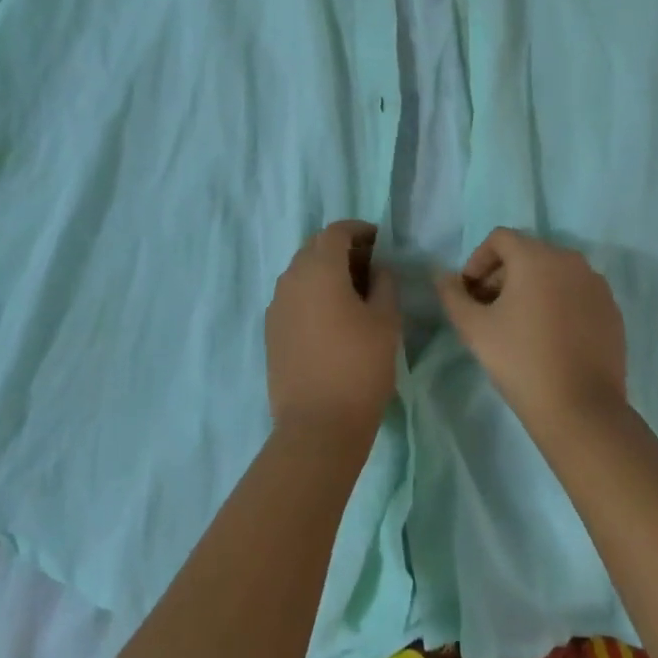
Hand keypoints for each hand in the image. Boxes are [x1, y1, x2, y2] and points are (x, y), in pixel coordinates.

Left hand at [265, 221, 399, 442]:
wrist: (317, 427)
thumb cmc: (359, 367)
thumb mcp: (386, 320)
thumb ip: (384, 283)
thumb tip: (378, 268)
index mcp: (319, 268)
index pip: (336, 231)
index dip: (360, 231)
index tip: (381, 242)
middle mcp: (291, 278)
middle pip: (316, 248)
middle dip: (342, 250)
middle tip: (370, 268)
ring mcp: (277, 305)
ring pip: (302, 272)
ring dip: (326, 272)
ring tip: (354, 294)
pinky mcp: (271, 330)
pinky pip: (293, 297)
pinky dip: (312, 294)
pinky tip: (332, 319)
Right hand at [437, 228, 626, 438]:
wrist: (581, 411)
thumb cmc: (521, 361)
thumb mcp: (474, 329)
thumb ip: (453, 295)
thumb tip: (442, 276)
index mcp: (536, 256)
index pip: (500, 239)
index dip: (478, 260)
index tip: (469, 293)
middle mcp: (570, 260)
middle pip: (527, 254)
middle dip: (502, 275)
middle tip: (488, 310)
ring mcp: (596, 285)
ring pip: (554, 273)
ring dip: (531, 288)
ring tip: (518, 324)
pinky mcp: (612, 310)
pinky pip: (576, 293)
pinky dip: (558, 303)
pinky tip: (549, 337)